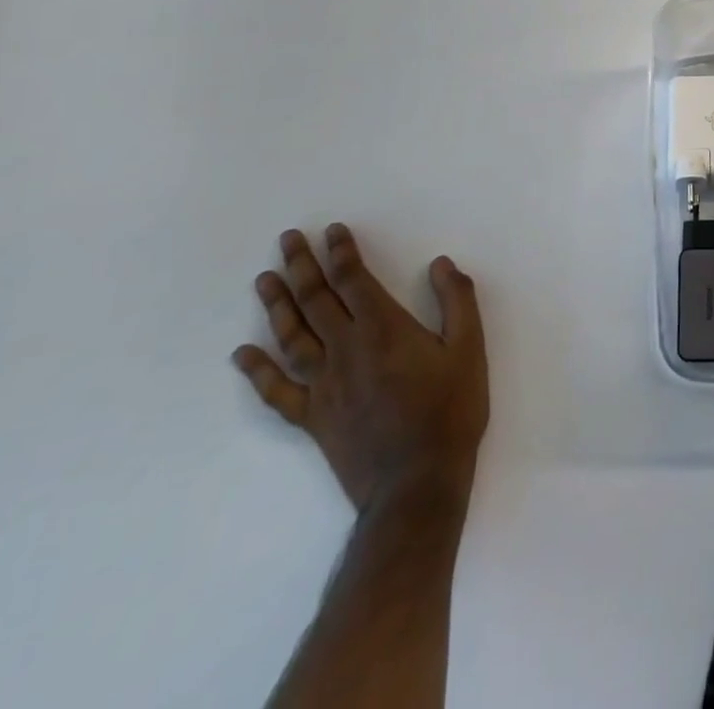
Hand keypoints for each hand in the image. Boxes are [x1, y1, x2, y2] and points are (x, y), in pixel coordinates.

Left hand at [234, 226, 488, 514]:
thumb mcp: (470, 349)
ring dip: (277, 306)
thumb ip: (457, 300)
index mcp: (383, 329)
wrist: (417, 484)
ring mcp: (324, 386)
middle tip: (287, 240)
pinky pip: (277, 392)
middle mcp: (346, 350)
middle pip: (316, 300)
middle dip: (301, 266)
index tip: (332, 230)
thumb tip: (439, 264)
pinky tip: (243, 355)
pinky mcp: (313, 418)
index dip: (342, 252)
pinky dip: (258, 372)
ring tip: (263, 280)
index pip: (354, 280)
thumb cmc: (451, 411)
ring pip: (292, 337)